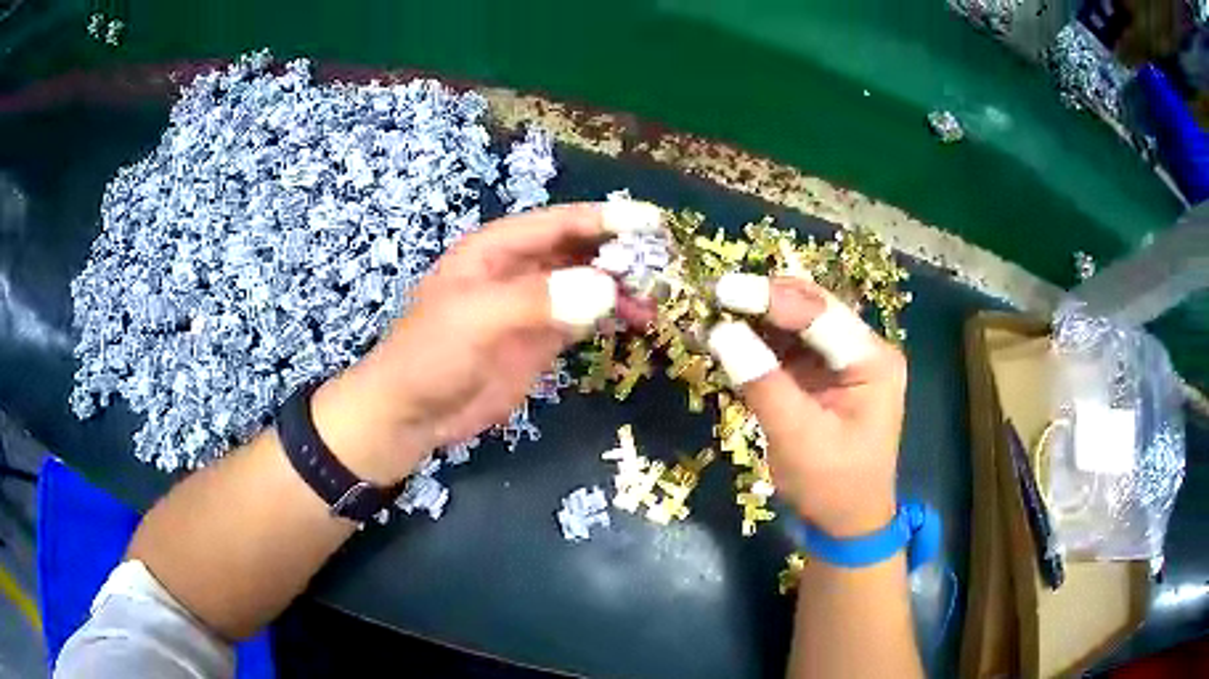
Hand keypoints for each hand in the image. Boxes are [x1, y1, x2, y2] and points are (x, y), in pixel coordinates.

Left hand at [310, 203, 658, 484]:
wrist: (412, 415)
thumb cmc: (431, 356)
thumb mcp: (477, 320)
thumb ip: (537, 300)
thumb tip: (605, 290)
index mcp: (496, 249)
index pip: (559, 223)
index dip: (605, 220)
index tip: (653, 223)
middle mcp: (518, 269)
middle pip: (579, 250)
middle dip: (621, 254)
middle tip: (666, 267)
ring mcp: (532, 306)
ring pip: (586, 284)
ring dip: (622, 288)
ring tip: (660, 300)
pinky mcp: (540, 340)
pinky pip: (584, 318)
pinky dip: (611, 316)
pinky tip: (638, 322)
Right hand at [709, 275, 906, 536]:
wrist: (848, 522)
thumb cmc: (832, 486)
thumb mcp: (798, 439)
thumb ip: (763, 383)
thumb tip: (719, 332)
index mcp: (873, 361)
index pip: (820, 314)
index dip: (769, 298)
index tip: (721, 292)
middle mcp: (863, 350)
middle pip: (811, 308)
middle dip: (762, 301)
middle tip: (712, 299)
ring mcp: (844, 360)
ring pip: (797, 323)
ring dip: (756, 317)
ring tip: (713, 315)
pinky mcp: (824, 374)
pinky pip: (789, 346)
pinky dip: (758, 341)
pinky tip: (730, 339)